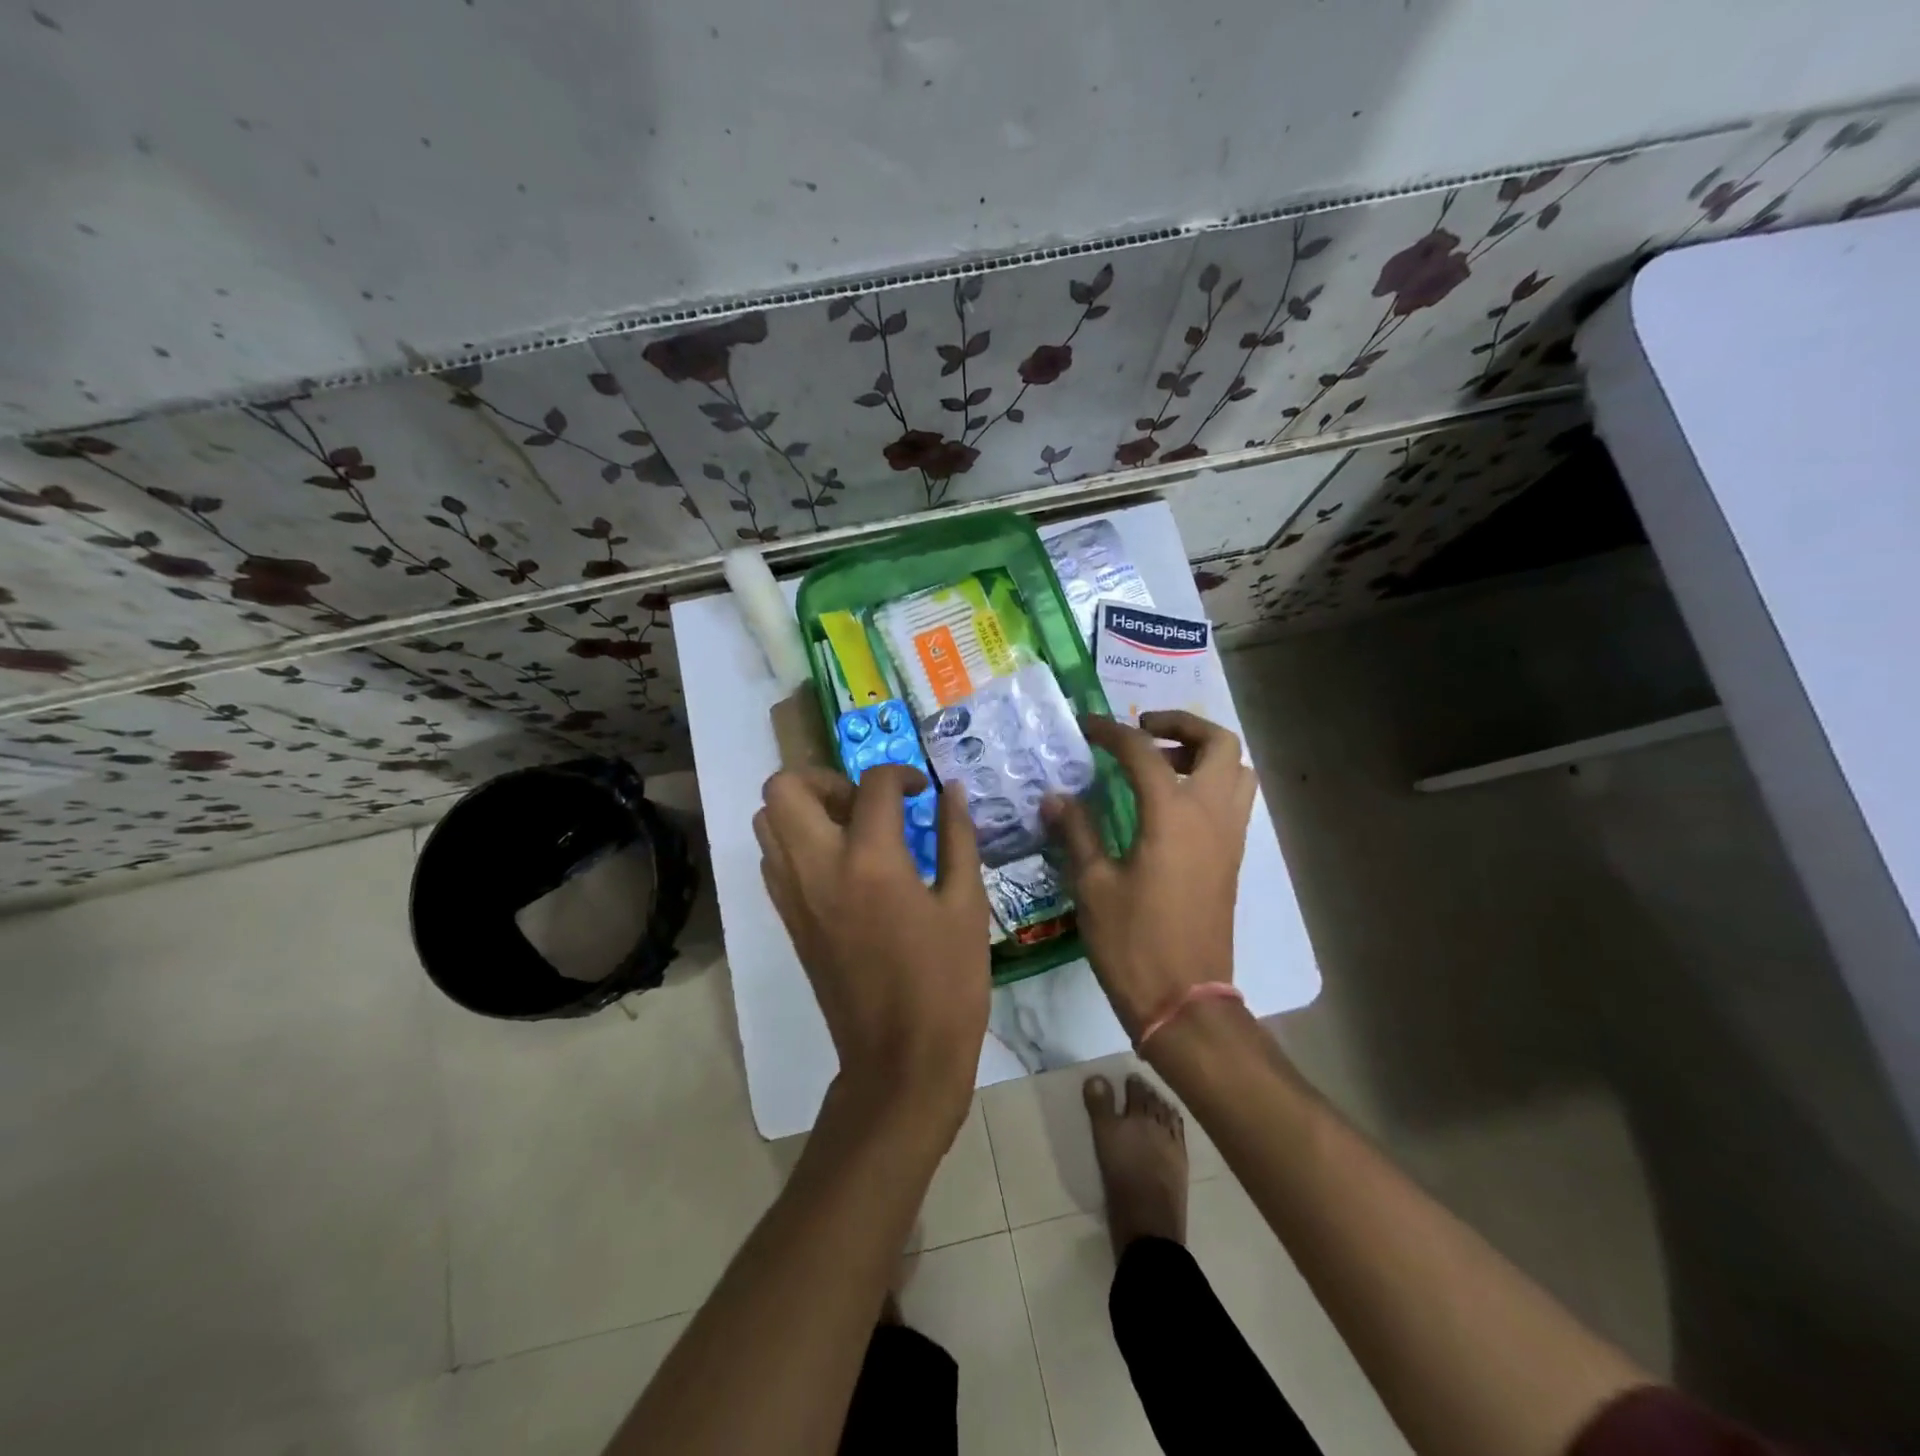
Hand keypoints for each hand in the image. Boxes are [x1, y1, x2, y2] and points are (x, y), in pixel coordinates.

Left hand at [755, 765, 989, 1131]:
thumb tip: (949, 790)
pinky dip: (797, 842)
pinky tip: (841, 864)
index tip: (921, 791)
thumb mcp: (967, 905)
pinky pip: (773, 858)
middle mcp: (818, 867)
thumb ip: (957, 838)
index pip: (873, 785)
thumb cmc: (946, 982)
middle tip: (865, 802)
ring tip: (851, 829)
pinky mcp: (787, 919)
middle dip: (825, 778)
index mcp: (871, 861)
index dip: (901, 774)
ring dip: (804, 808)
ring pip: (766, 820)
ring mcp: (793, 895)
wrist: (899, 1060)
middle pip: (785, 788)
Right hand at [1044, 711, 1257, 1036]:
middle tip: (1142, 731)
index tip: (1087, 727)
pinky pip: (1233, 800)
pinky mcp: (1232, 858)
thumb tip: (1055, 797)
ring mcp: (1229, 837)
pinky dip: (1209, 782)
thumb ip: (1077, 832)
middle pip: (1218, 743)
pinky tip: (1168, 805)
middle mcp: (1211, 815)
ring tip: (1160, 764)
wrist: (1184, 1001)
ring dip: (1202, 753)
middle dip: (1181, 724)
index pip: (1144, 752)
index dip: (1112, 732)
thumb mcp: (1093, 885)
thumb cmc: (1133, 943)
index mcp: (1173, 815)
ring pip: (1236, 770)